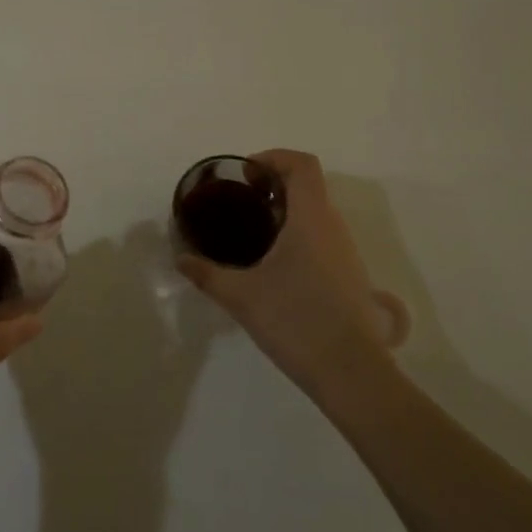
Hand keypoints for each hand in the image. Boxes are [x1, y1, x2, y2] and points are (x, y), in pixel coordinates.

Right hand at [177, 149, 408, 410]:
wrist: (351, 373)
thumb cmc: (296, 321)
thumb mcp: (242, 296)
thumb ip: (207, 274)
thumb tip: (180, 259)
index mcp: (311, 219)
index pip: (302, 164)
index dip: (274, 158)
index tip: (247, 174)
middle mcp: (334, 227)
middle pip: (309, 186)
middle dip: (275, 185)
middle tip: (243, 202)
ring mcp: (346, 252)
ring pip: (317, 213)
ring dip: (288, 210)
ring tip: (255, 232)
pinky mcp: (350, 276)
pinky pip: (323, 237)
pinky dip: (299, 234)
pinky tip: (276, 265)